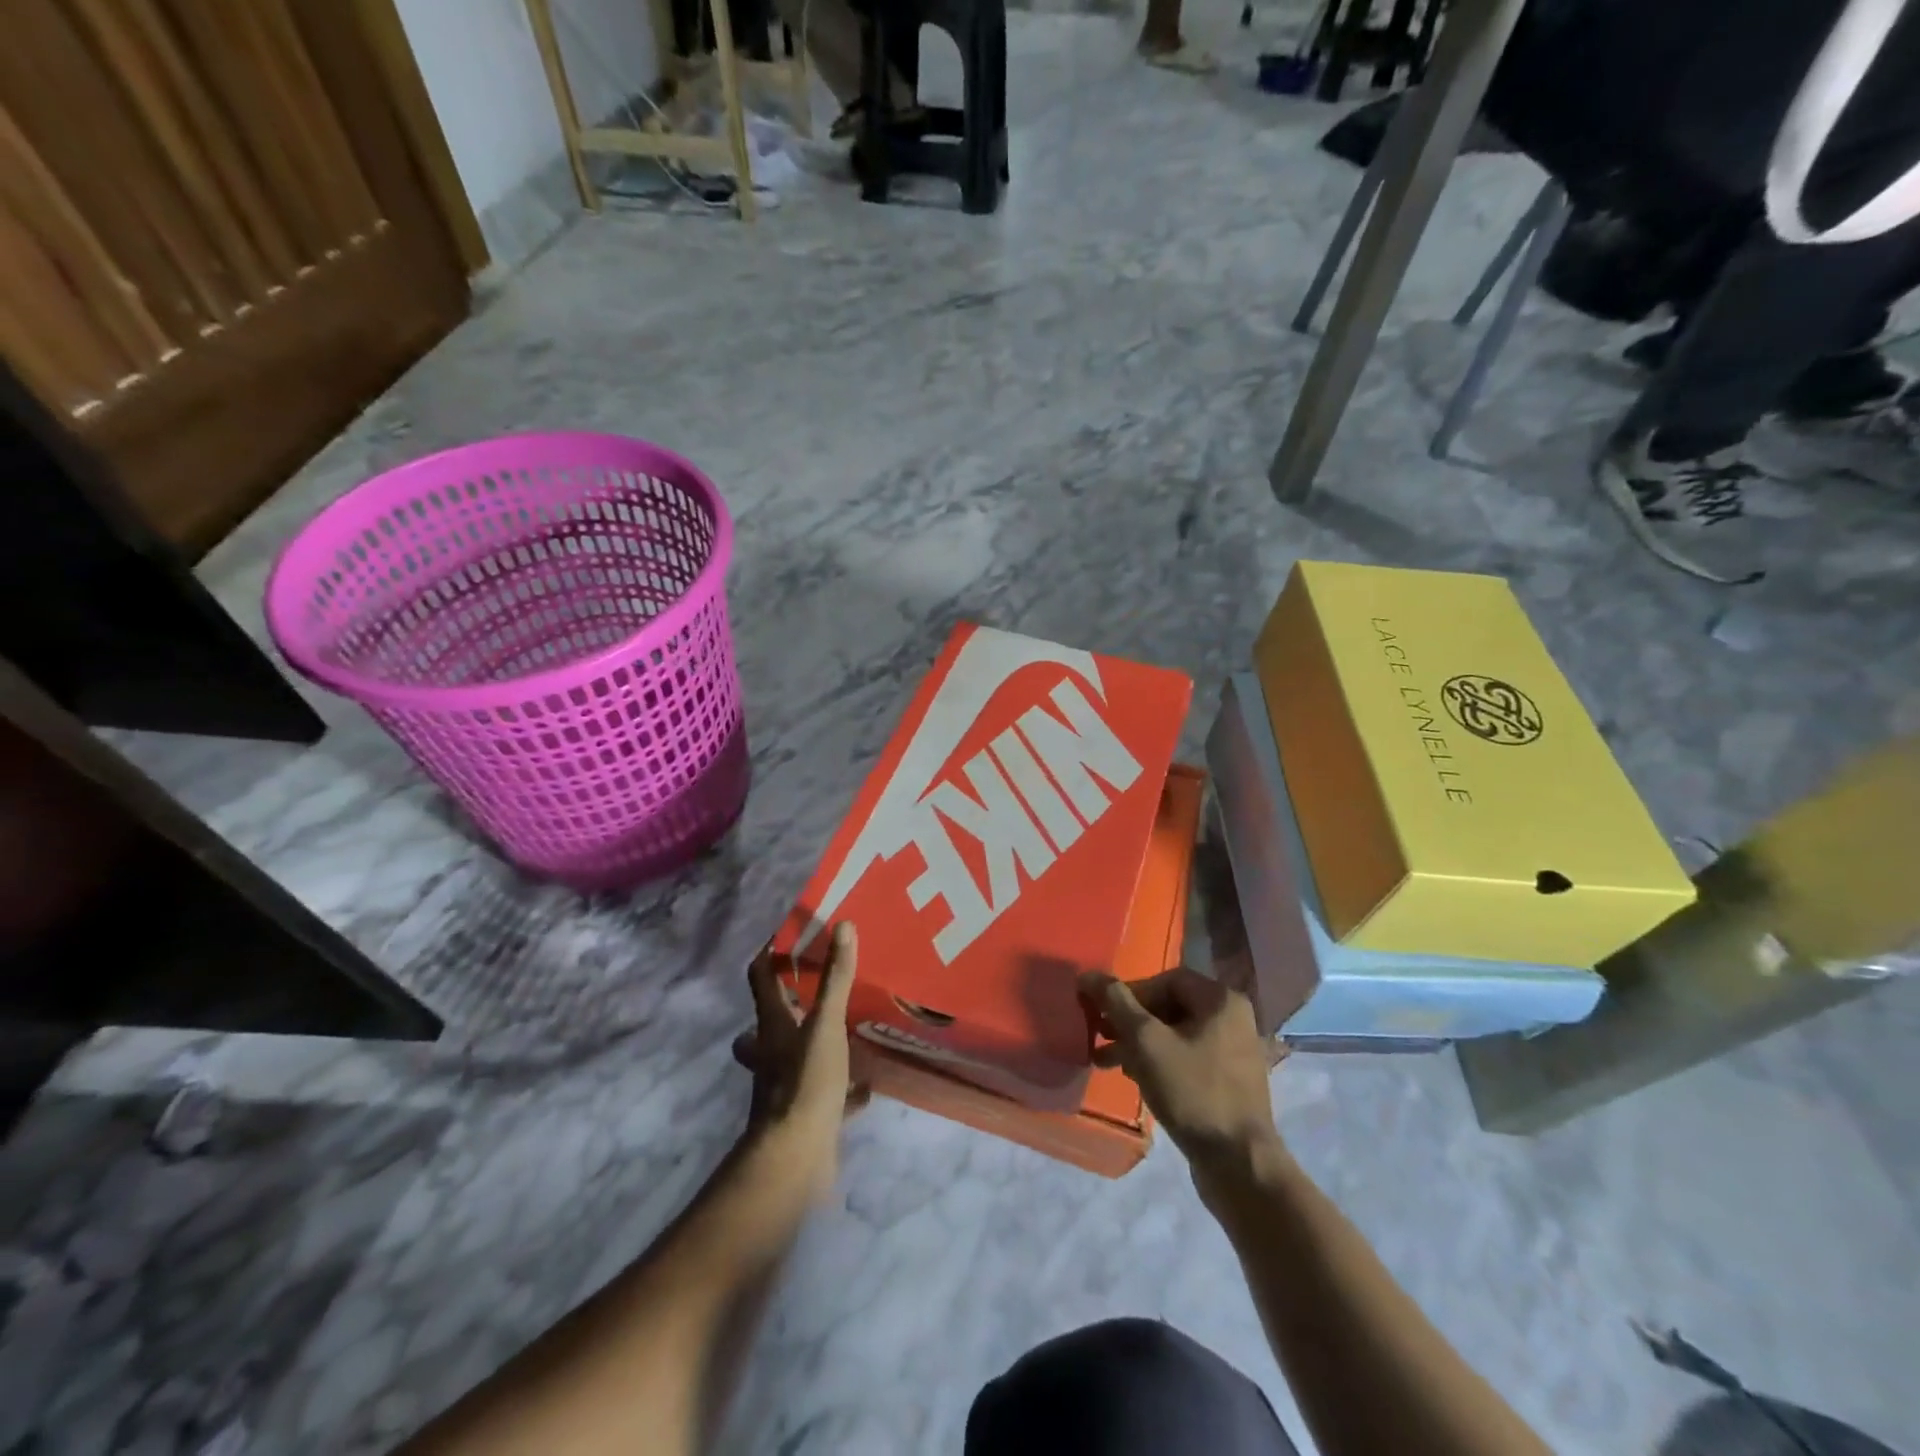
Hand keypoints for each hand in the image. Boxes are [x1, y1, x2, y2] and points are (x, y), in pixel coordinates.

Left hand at [733, 923, 868, 1202]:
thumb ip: (835, 978)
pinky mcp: (807, 1115)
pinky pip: (826, 1095)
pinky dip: (844, 1088)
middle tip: (815, 989)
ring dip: (814, 1044)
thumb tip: (843, 926)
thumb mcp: (825, 1025)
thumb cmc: (805, 1082)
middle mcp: (772, 1053)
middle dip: (787, 1005)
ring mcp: (788, 1086)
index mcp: (771, 1025)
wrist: (795, 1159)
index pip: (760, 977)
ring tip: (845, 1030)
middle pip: (768, 1023)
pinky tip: (868, 1085)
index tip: (791, 935)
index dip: (770, 954)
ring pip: (795, 1058)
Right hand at [1080, 967, 1286, 1194]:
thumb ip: (1116, 1003)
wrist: (1239, 1165)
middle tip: (1099, 1034)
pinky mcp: (1227, 1081)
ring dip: (1138, 1043)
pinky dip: (1158, 1062)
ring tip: (1106, 1060)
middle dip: (1130, 1021)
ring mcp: (1232, 1051)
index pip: (1166, 980)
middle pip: (1169, 1006)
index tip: (1104, 1014)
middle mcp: (1232, 1019)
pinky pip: (1186, 1057)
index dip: (1130, 993)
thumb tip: (1088, 974)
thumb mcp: (1146, 1042)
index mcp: (1221, 1000)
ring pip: (1175, 1034)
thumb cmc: (1192, 1092)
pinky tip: (1133, 1078)